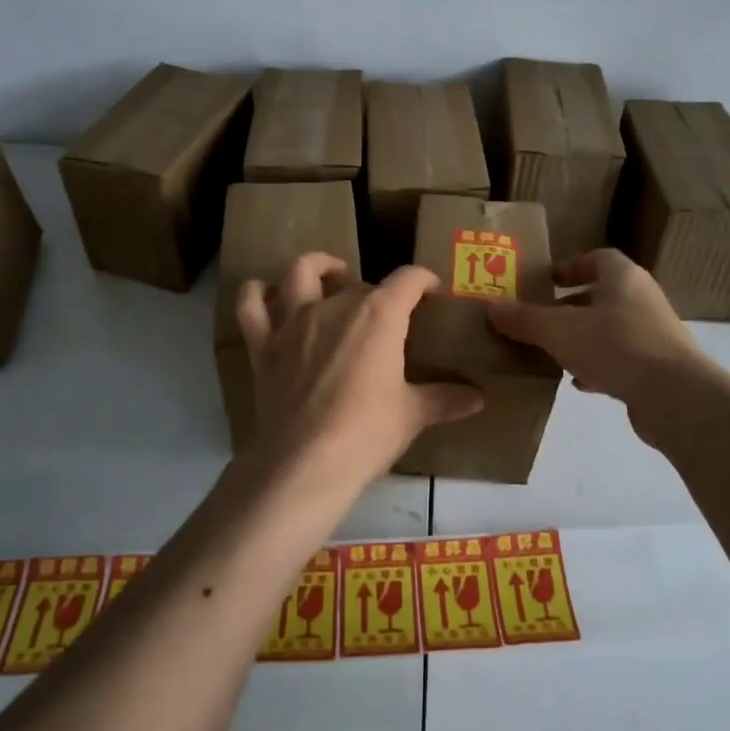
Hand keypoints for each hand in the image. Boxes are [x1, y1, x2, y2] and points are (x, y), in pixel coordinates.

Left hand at [237, 255, 483, 495]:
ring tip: (330, 274)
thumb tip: (478, 399)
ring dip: (317, 267)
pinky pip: (251, 306)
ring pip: (300, 273)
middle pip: (358, 283)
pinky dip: (256, 293)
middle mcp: (335, 306)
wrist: (306, 462)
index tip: (431, 292)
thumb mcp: (413, 415)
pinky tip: (266, 293)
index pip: (408, 280)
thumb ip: (444, 399)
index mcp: (378, 315)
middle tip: (385, 318)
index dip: (423, 280)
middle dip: (375, 293)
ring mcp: (293, 322)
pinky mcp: (263, 345)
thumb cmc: (368, 433)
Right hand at [485, 249, 712, 436]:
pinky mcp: (657, 368)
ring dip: (582, 338)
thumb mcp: (560, 330)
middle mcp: (642, 299)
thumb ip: (525, 319)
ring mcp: (653, 335)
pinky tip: (577, 383)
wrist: (675, 396)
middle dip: (570, 306)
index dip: (571, 266)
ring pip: (610, 329)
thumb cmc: (617, 346)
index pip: (598, 258)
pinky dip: (597, 366)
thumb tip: (491, 307)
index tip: (547, 281)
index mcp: (623, 278)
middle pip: (602, 295)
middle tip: (539, 319)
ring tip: (550, 351)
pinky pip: (620, 360)